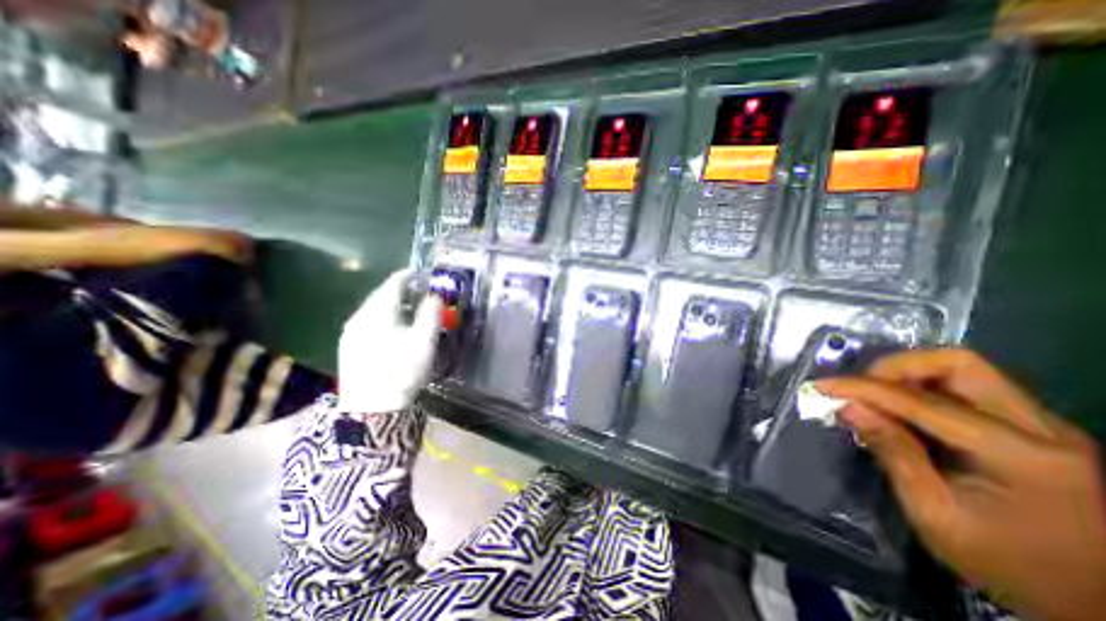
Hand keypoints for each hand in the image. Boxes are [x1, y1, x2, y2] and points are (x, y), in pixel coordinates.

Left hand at [341, 270, 444, 414]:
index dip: (410, 275)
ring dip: (394, 305)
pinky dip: (384, 318)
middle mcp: (360, 316)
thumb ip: (432, 313)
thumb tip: (435, 295)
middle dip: (403, 291)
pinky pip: (369, 322)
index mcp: (379, 311)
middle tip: (422, 293)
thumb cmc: (402, 369)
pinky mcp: (349, 346)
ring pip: (375, 309)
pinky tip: (394, 330)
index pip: (394, 283)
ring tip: (411, 311)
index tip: (425, 274)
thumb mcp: (424, 340)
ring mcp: (351, 332)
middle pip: (383, 294)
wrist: (372, 408)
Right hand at [820, 351, 1105, 619]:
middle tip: (861, 388)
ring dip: (909, 376)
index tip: (823, 386)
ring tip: (876, 398)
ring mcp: (1045, 427)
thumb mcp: (935, 514)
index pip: (922, 402)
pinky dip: (924, 390)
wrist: (1095, 604)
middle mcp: (1044, 430)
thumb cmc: (1009, 566)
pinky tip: (902, 411)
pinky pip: (968, 389)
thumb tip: (849, 408)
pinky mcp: (1035, 430)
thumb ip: (893, 453)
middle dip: (896, 368)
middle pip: (958, 364)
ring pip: (964, 370)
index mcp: (1022, 457)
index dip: (864, 388)